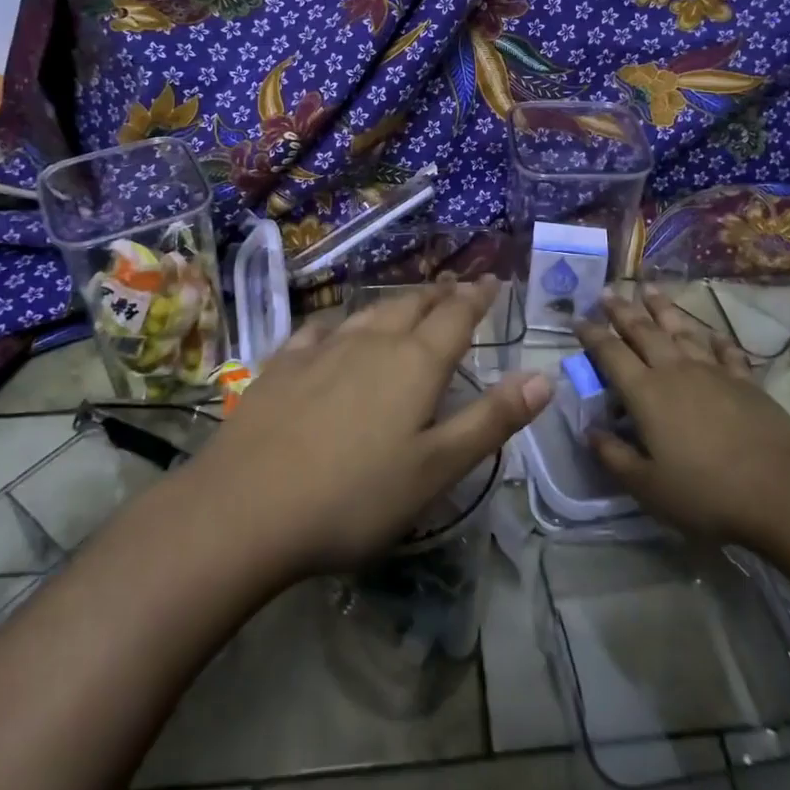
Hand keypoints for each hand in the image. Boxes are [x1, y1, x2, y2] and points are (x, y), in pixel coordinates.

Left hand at [184, 277, 551, 579]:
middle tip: (454, 285)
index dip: (478, 298)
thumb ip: (490, 421)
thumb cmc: (354, 496)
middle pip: (413, 306)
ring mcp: (322, 349)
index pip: (456, 317)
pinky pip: (319, 330)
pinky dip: (339, 323)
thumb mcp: (436, 469)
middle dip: (439, 294)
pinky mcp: (282, 365)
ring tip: (408, 299)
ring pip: (368, 312)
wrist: (245, 508)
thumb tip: (543, 377)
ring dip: (395, 302)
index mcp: (415, 364)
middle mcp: (372, 342)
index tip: (491, 281)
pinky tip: (333, 328)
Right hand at [578, 288, 789, 545]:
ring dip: (663, 308)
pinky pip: (725, 350)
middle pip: (644, 331)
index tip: (578, 319)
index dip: (592, 335)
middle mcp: (675, 371)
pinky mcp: (745, 382)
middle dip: (623, 310)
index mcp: (646, 393)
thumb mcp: (647, 487)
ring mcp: (713, 372)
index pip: (611, 354)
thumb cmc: (706, 492)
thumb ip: (614, 456)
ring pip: (682, 330)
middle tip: (608, 291)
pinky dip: (714, 338)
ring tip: (649, 289)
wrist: (782, 491)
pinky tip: (710, 332)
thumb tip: (589, 431)